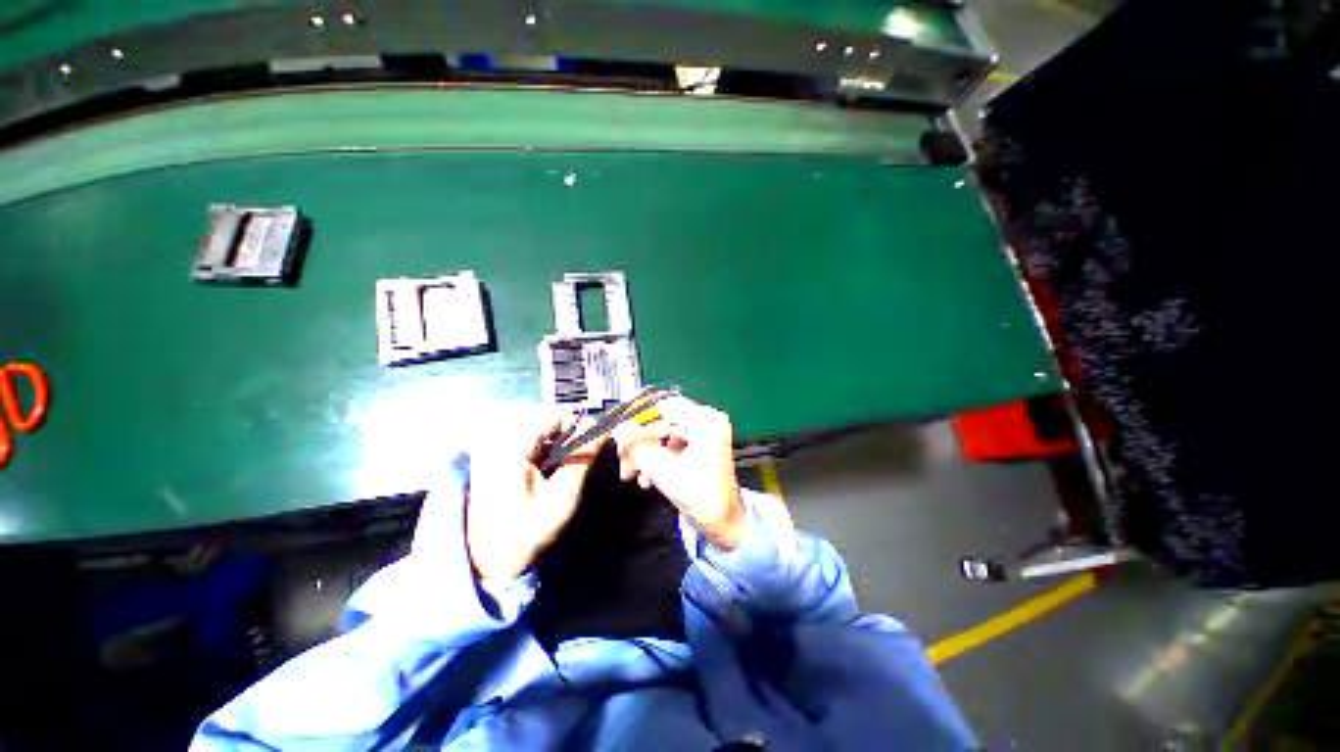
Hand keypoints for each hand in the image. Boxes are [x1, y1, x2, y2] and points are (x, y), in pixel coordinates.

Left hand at [463, 408, 601, 581]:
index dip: (576, 425)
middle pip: (544, 417)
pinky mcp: (494, 454)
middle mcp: (498, 440)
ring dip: (557, 439)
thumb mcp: (561, 499)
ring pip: (537, 425)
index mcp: (510, 449)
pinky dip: (544, 446)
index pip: (551, 414)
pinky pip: (527, 437)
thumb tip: (601, 432)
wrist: (485, 560)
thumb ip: (582, 460)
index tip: (589, 445)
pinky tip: (547, 468)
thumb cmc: (524, 533)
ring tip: (562, 465)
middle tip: (577, 457)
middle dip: (567, 432)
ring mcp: (493, 447)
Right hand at [615, 397, 745, 549]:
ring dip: (646, 453)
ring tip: (633, 473)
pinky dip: (658, 458)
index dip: (639, 421)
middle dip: (640, 443)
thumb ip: (638, 449)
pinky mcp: (700, 447)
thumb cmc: (703, 497)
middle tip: (623, 458)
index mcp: (705, 420)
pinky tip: (646, 476)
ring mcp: (704, 433)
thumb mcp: (664, 471)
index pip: (663, 407)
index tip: (620, 436)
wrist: (725, 523)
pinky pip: (671, 445)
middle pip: (662, 421)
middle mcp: (707, 421)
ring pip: (664, 435)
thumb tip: (618, 433)